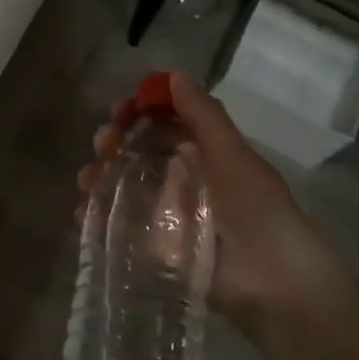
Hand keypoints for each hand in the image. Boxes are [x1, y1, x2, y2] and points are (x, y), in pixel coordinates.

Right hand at [77, 70, 329, 327]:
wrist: (274, 285)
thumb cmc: (257, 211)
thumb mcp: (232, 155)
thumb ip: (203, 115)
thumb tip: (172, 73)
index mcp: (205, 155)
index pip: (164, 122)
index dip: (140, 110)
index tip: (121, 107)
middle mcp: (183, 179)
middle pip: (137, 151)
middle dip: (114, 141)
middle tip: (103, 142)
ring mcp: (166, 214)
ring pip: (123, 185)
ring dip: (101, 175)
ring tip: (90, 179)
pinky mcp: (155, 248)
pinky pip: (119, 225)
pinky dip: (97, 216)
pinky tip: (84, 211)